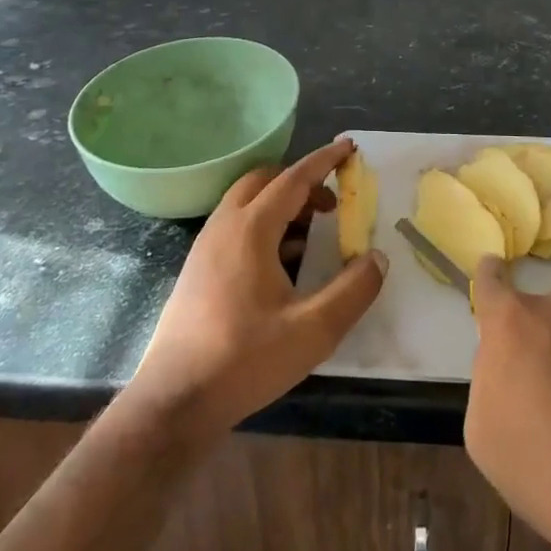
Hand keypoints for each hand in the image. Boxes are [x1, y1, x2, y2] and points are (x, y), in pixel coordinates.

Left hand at [129, 137, 386, 437]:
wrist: (174, 403)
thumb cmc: (244, 361)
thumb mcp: (313, 331)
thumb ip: (352, 291)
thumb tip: (377, 258)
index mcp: (251, 229)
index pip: (293, 179)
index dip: (324, 160)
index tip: (349, 147)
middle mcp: (225, 227)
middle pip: (265, 181)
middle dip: (301, 181)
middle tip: (332, 202)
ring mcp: (205, 247)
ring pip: (248, 203)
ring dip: (282, 204)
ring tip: (313, 233)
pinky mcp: (198, 269)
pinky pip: (236, 226)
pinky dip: (265, 225)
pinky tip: (283, 264)